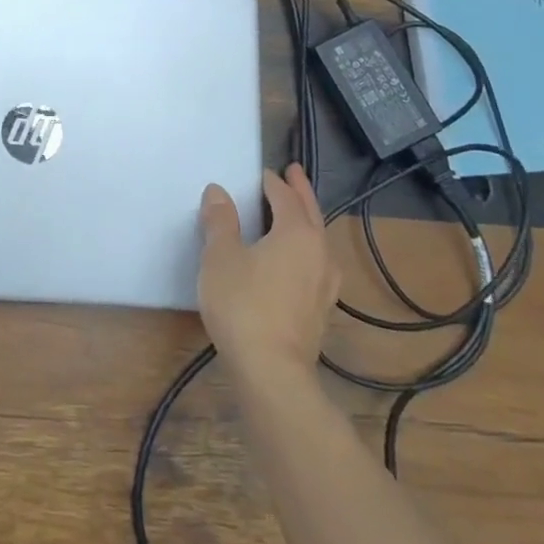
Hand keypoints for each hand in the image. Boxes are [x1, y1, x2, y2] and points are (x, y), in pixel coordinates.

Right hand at [197, 164, 339, 375]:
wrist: (271, 372)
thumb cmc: (243, 304)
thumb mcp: (220, 256)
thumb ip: (220, 221)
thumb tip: (219, 191)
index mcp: (297, 233)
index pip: (285, 197)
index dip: (272, 182)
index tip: (263, 172)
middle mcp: (319, 253)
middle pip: (311, 213)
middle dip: (300, 192)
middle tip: (293, 173)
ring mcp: (325, 284)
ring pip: (318, 240)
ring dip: (307, 221)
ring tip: (295, 214)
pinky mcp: (321, 310)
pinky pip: (316, 265)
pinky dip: (306, 250)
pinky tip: (298, 262)